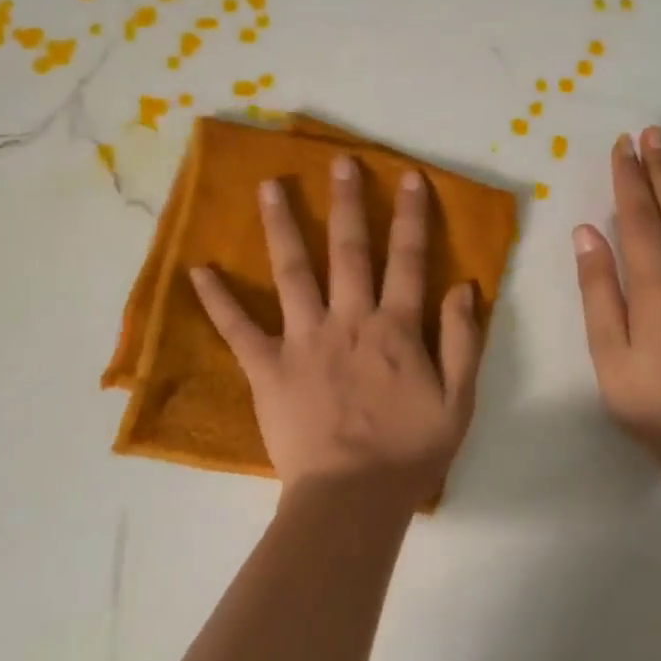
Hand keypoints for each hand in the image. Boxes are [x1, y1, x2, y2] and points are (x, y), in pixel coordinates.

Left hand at [189, 155, 484, 505]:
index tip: (407, 176)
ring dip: (281, 226)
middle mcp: (349, 320)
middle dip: (346, 202)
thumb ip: (462, 341)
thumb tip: (463, 286)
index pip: (407, 260)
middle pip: (348, 251)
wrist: (353, 499)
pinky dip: (218, 300)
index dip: (410, 216)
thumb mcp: (458, 401)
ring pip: (293, 272)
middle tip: (338, 161)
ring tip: (268, 187)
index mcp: (396, 329)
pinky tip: (197, 270)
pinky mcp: (268, 367)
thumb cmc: (409, 453)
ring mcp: (304, 340)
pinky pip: (240, 329)